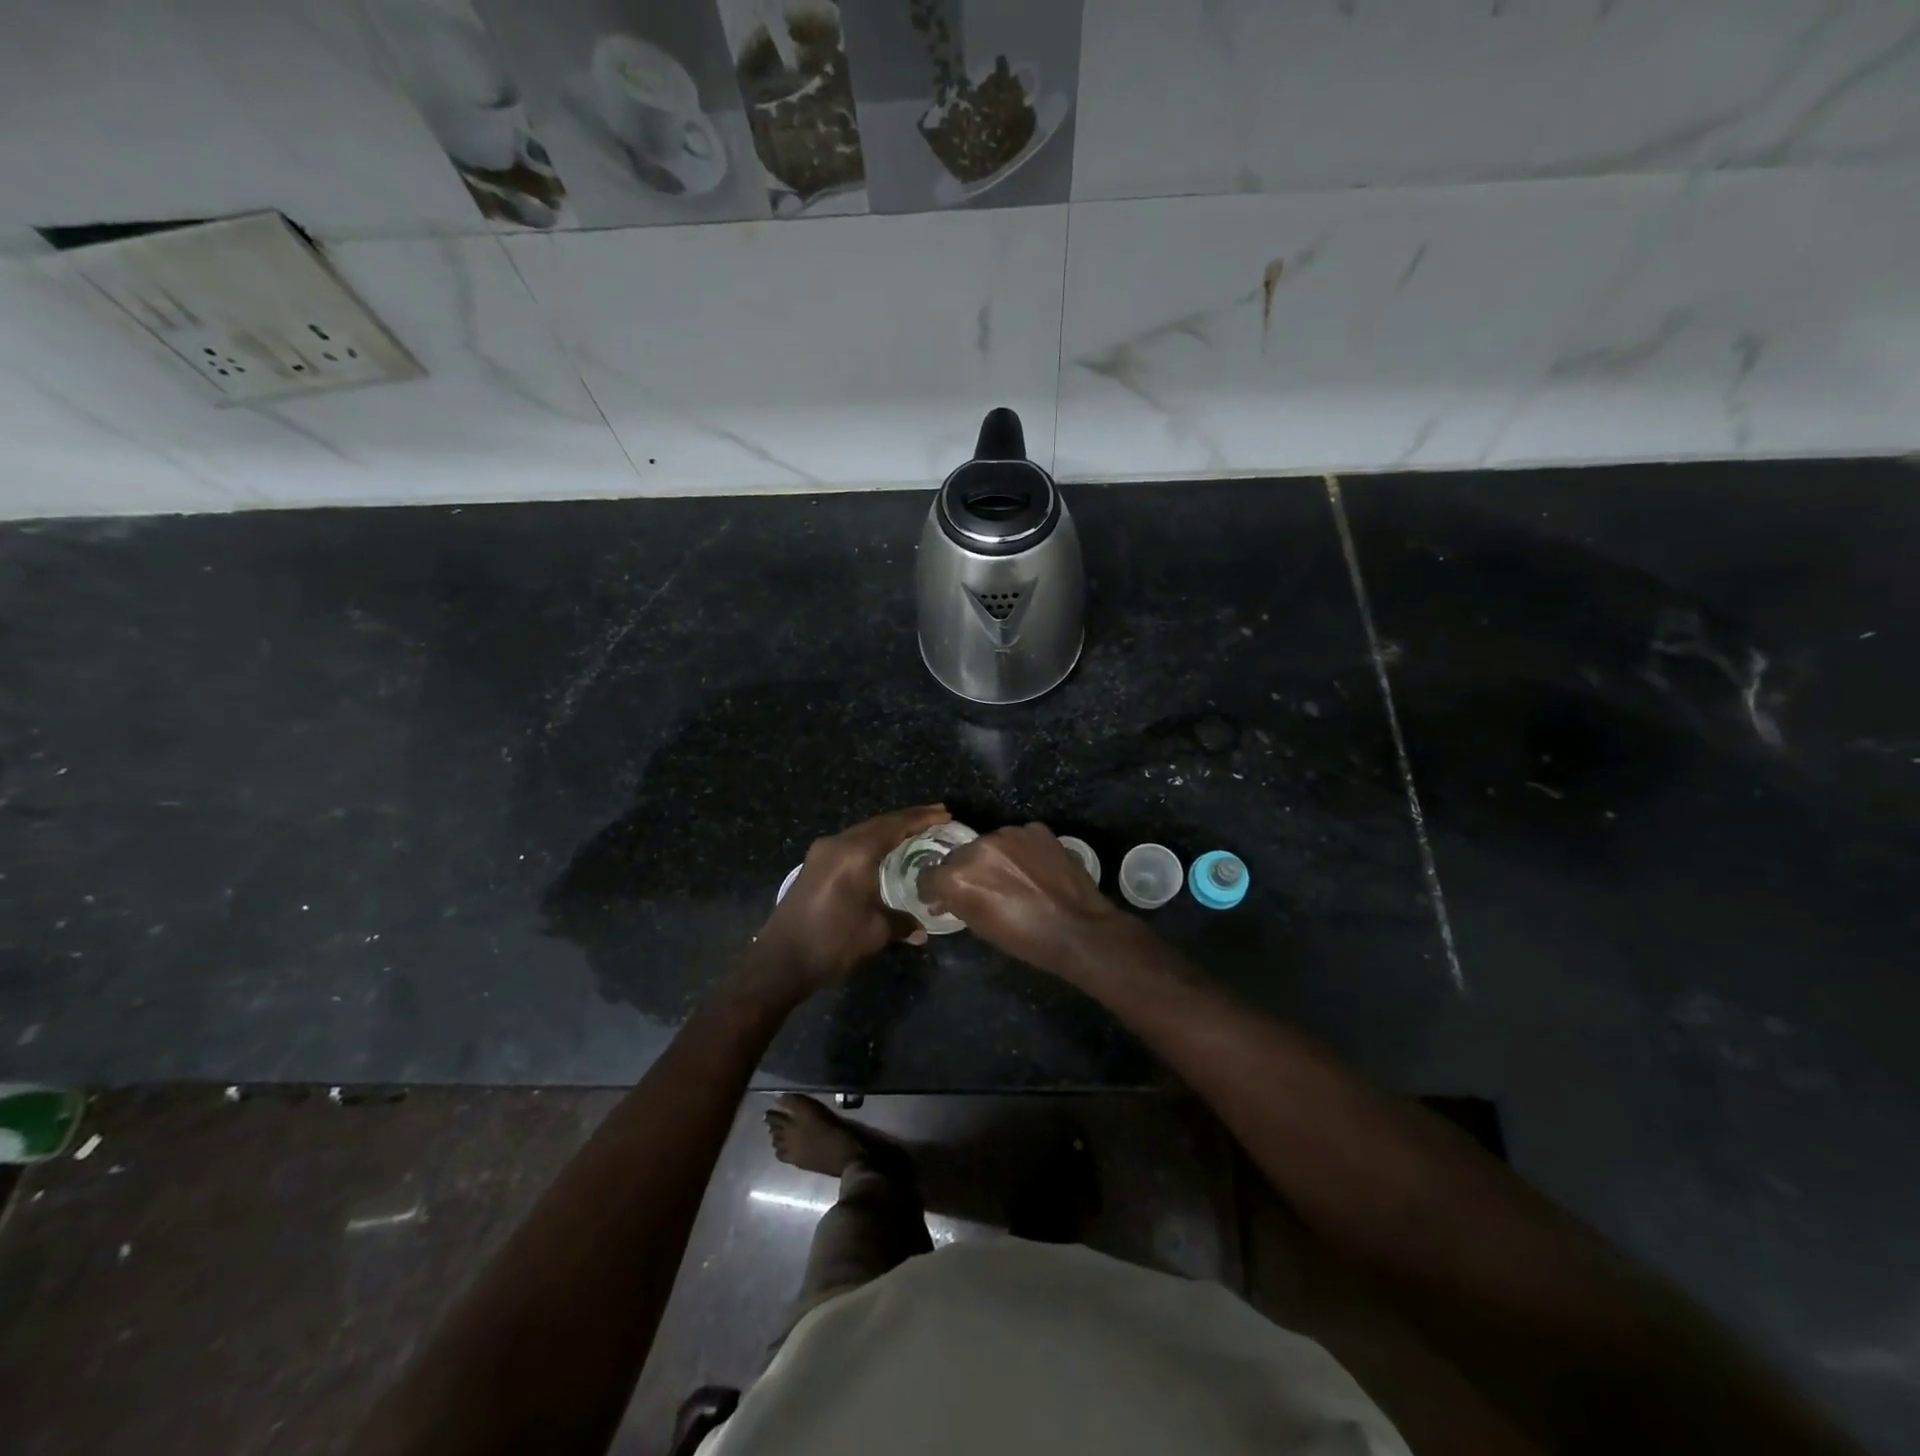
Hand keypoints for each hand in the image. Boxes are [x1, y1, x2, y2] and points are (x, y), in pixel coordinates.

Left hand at [753, 804, 949, 992]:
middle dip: (907, 820)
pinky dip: (871, 843)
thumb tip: (922, 929)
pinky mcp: (813, 865)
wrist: (780, 962)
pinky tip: (884, 853)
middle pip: (878, 824)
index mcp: (855, 853)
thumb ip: (902, 922)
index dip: (921, 818)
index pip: (894, 826)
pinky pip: (849, 844)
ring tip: (914, 833)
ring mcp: (821, 853)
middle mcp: (837, 844)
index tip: (943, 813)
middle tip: (935, 818)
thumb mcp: (875, 932)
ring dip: (888, 830)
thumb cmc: (832, 942)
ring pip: (862, 832)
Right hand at [919, 822, 1125, 976]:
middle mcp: (978, 847)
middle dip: (964, 871)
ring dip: (993, 858)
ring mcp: (1010, 834)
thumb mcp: (981, 928)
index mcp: (959, 877)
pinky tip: (1033, 868)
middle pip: (959, 856)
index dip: (933, 888)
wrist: (1078, 930)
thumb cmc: (1026, 940)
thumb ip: (958, 903)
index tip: (940, 897)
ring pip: (989, 843)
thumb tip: (946, 897)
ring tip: (1012, 878)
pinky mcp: (1035, 829)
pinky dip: (1020, 851)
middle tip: (982, 890)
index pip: (930, 875)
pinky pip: (1018, 838)